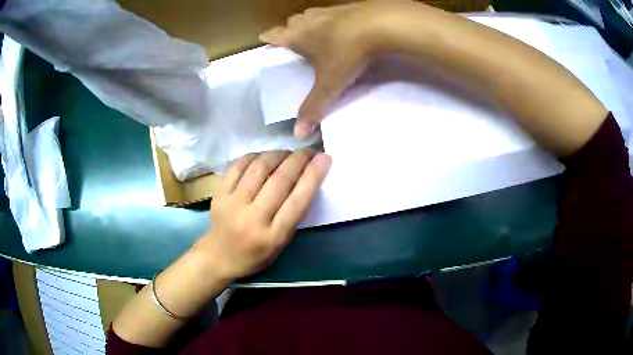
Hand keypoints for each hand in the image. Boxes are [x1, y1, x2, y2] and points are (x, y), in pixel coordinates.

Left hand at [202, 150, 330, 280]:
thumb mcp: (282, 243)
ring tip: (286, 153)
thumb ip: (294, 215)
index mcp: (273, 236)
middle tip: (307, 151)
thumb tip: (306, 178)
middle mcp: (252, 219)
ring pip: (258, 168)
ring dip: (277, 154)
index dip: (313, 176)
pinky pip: (238, 166)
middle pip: (279, 180)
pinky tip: (263, 156)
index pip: (298, 201)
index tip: (324, 158)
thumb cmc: (256, 254)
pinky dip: (254, 156)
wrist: (220, 257)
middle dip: (297, 160)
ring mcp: (232, 204)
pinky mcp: (219, 194)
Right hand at [260, 2, 394, 138]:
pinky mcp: (346, 7)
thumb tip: (298, 134)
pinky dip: (331, 21)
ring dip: (309, 25)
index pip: (272, 35)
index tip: (268, 45)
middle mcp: (307, 20)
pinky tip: (342, 29)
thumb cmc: (346, 53)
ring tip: (316, 37)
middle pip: (290, 23)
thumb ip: (313, 108)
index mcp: (295, 35)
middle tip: (295, 45)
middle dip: (289, 32)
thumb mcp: (329, 84)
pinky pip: (331, 14)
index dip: (267, 40)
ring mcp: (327, 11)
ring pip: (310, 16)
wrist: (380, 24)